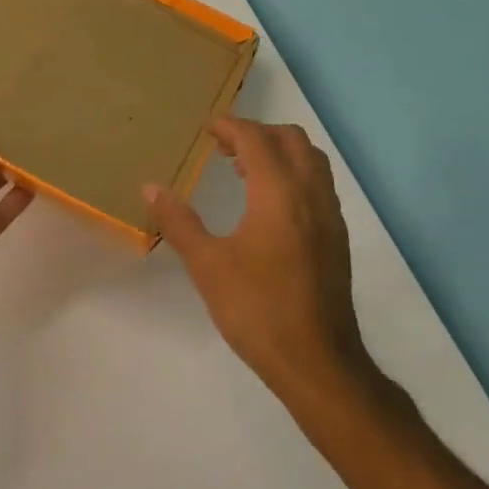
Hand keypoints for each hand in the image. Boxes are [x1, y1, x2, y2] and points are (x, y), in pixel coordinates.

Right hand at [145, 119, 364, 390]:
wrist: (317, 362)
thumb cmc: (257, 310)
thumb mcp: (208, 266)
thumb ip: (179, 222)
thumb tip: (151, 188)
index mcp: (279, 195)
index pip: (257, 139)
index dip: (231, 127)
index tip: (207, 129)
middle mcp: (311, 195)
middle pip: (291, 140)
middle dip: (257, 133)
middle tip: (224, 147)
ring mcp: (330, 217)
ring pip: (311, 161)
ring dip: (279, 152)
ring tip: (244, 169)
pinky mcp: (337, 239)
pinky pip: (318, 185)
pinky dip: (293, 174)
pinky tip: (268, 205)